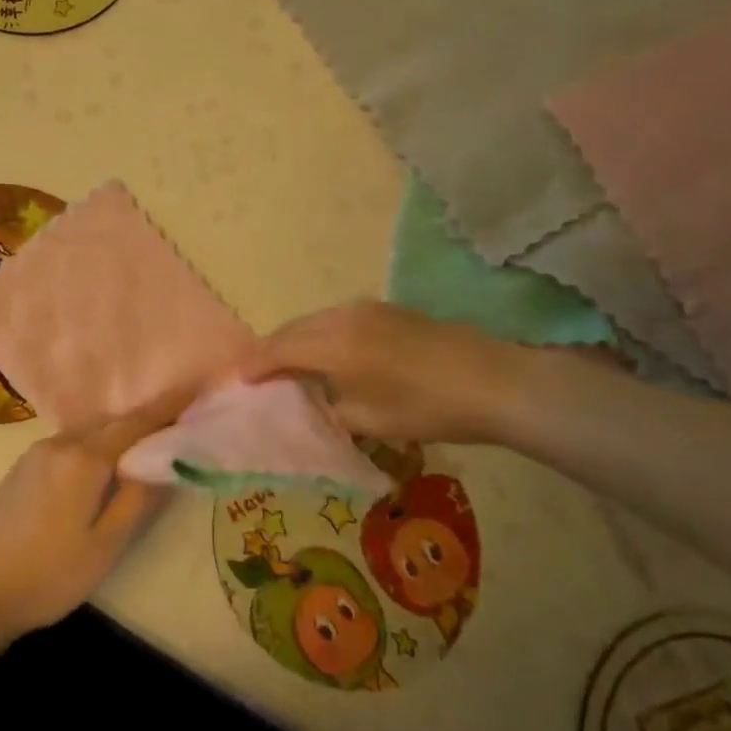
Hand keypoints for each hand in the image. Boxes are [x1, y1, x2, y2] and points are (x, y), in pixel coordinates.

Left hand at [0, 388, 191, 639]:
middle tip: (175, 424)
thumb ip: (138, 500)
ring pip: (88, 432)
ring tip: (143, 446)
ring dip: (117, 433)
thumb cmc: (49, 575)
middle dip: (143, 420)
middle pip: (111, 423)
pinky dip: (93, 444)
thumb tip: (166, 464)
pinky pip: (69, 442)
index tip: (194, 389)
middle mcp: (59, 443)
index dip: (167, 406)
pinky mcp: (21, 466)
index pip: (135, 423)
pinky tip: (100, 463)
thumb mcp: (105, 546)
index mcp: (83, 459)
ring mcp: (36, 452)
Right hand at [241, 301, 526, 444]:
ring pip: (314, 320)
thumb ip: (329, 410)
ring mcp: (365, 308)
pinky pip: (336, 318)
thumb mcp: (369, 421)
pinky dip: (319, 334)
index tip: (238, 379)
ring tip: (289, 365)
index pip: (278, 349)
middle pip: (292, 329)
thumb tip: (311, 404)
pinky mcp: (386, 310)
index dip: (255, 365)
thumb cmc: (426, 407)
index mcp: (332, 344)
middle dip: (271, 349)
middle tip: (257, 373)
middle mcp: (341, 316)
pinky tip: (327, 354)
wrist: (492, 380)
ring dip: (296, 340)